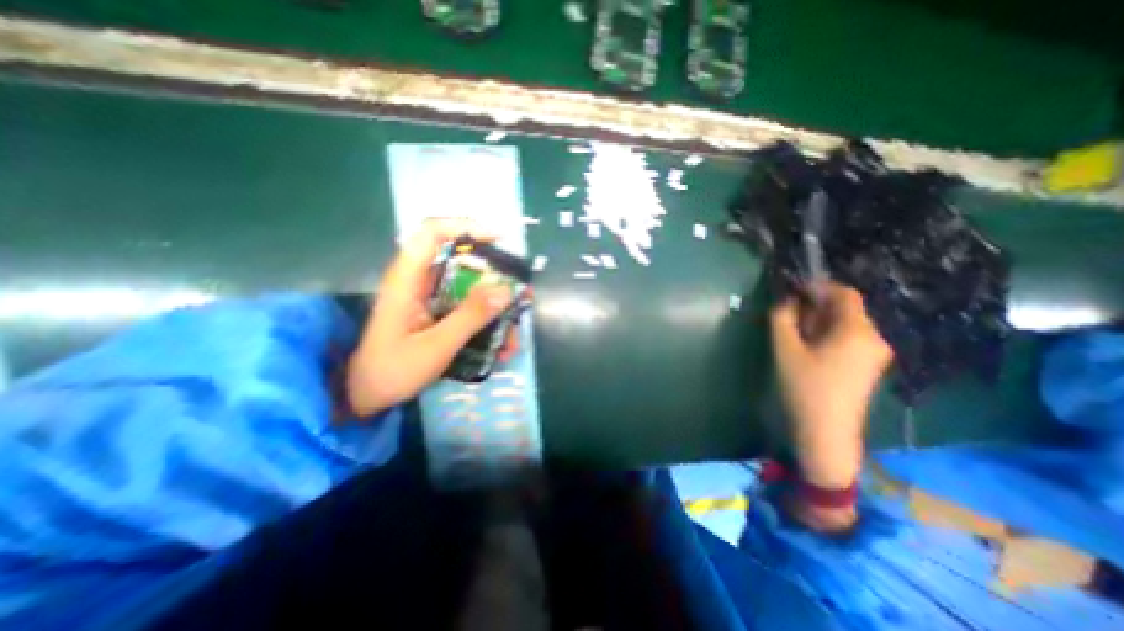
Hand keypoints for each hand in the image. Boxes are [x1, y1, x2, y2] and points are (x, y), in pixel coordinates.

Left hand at [347, 220, 523, 415]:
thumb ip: (470, 316)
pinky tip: (499, 349)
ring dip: (496, 310)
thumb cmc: (392, 370)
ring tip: (512, 338)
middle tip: (521, 295)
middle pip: (462, 262)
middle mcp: (420, 282)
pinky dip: (488, 324)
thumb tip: (507, 290)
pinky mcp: (438, 313)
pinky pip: (469, 309)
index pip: (433, 233)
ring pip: (471, 289)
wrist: (366, 396)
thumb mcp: (436, 346)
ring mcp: (430, 298)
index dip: (466, 227)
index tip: (499, 240)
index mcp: (408, 279)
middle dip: (496, 278)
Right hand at [770, 282, 892, 526]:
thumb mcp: (785, 349)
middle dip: (816, 306)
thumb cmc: (804, 387)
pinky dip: (828, 335)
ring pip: (846, 324)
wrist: (826, 432)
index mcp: (857, 331)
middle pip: (846, 309)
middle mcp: (874, 338)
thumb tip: (786, 300)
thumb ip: (782, 318)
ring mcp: (875, 354)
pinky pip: (849, 338)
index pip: (844, 294)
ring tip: (796, 335)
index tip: (793, 291)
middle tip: (790, 316)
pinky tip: (810, 349)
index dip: (818, 287)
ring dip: (820, 321)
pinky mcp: (869, 366)